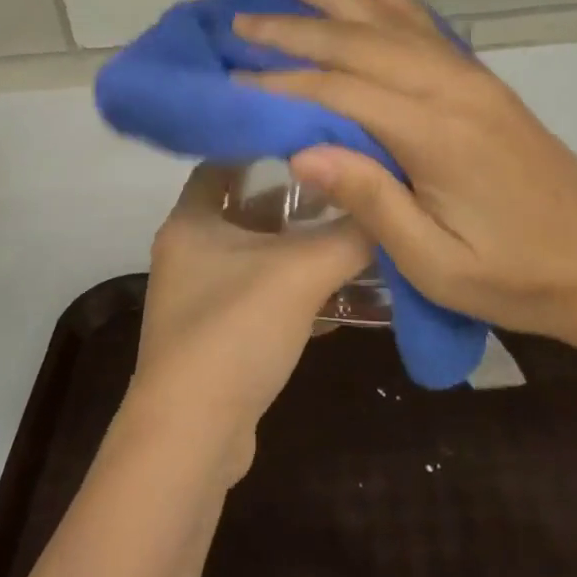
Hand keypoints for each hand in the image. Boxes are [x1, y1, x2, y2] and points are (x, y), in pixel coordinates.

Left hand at [130, 164, 371, 477]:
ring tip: (353, 238)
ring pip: (258, 259)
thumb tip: (388, 205)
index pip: (224, 162)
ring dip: (300, 252)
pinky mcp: (217, 338)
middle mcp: (188, 253)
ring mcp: (200, 298)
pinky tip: (341, 301)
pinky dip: (296, 294)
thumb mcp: (300, 272)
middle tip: (345, 189)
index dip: (266, 148)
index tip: (312, 140)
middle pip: (246, 210)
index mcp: (191, 221)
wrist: (193, 436)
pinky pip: (262, 300)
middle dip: (295, 203)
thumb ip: (349, 235)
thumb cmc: (235, 331)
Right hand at [231, 0, 576, 344]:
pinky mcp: (484, 86)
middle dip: (298, 29)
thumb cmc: (515, 276)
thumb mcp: (435, 263)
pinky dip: (400, 1)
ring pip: (394, 26)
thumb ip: (370, 201)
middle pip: (361, 45)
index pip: (340, 93)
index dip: (283, 83)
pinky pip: (431, 31)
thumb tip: (299, 152)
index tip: (233, 75)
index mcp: (435, 134)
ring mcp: (472, 82)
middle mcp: (451, 91)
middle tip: (243, 19)